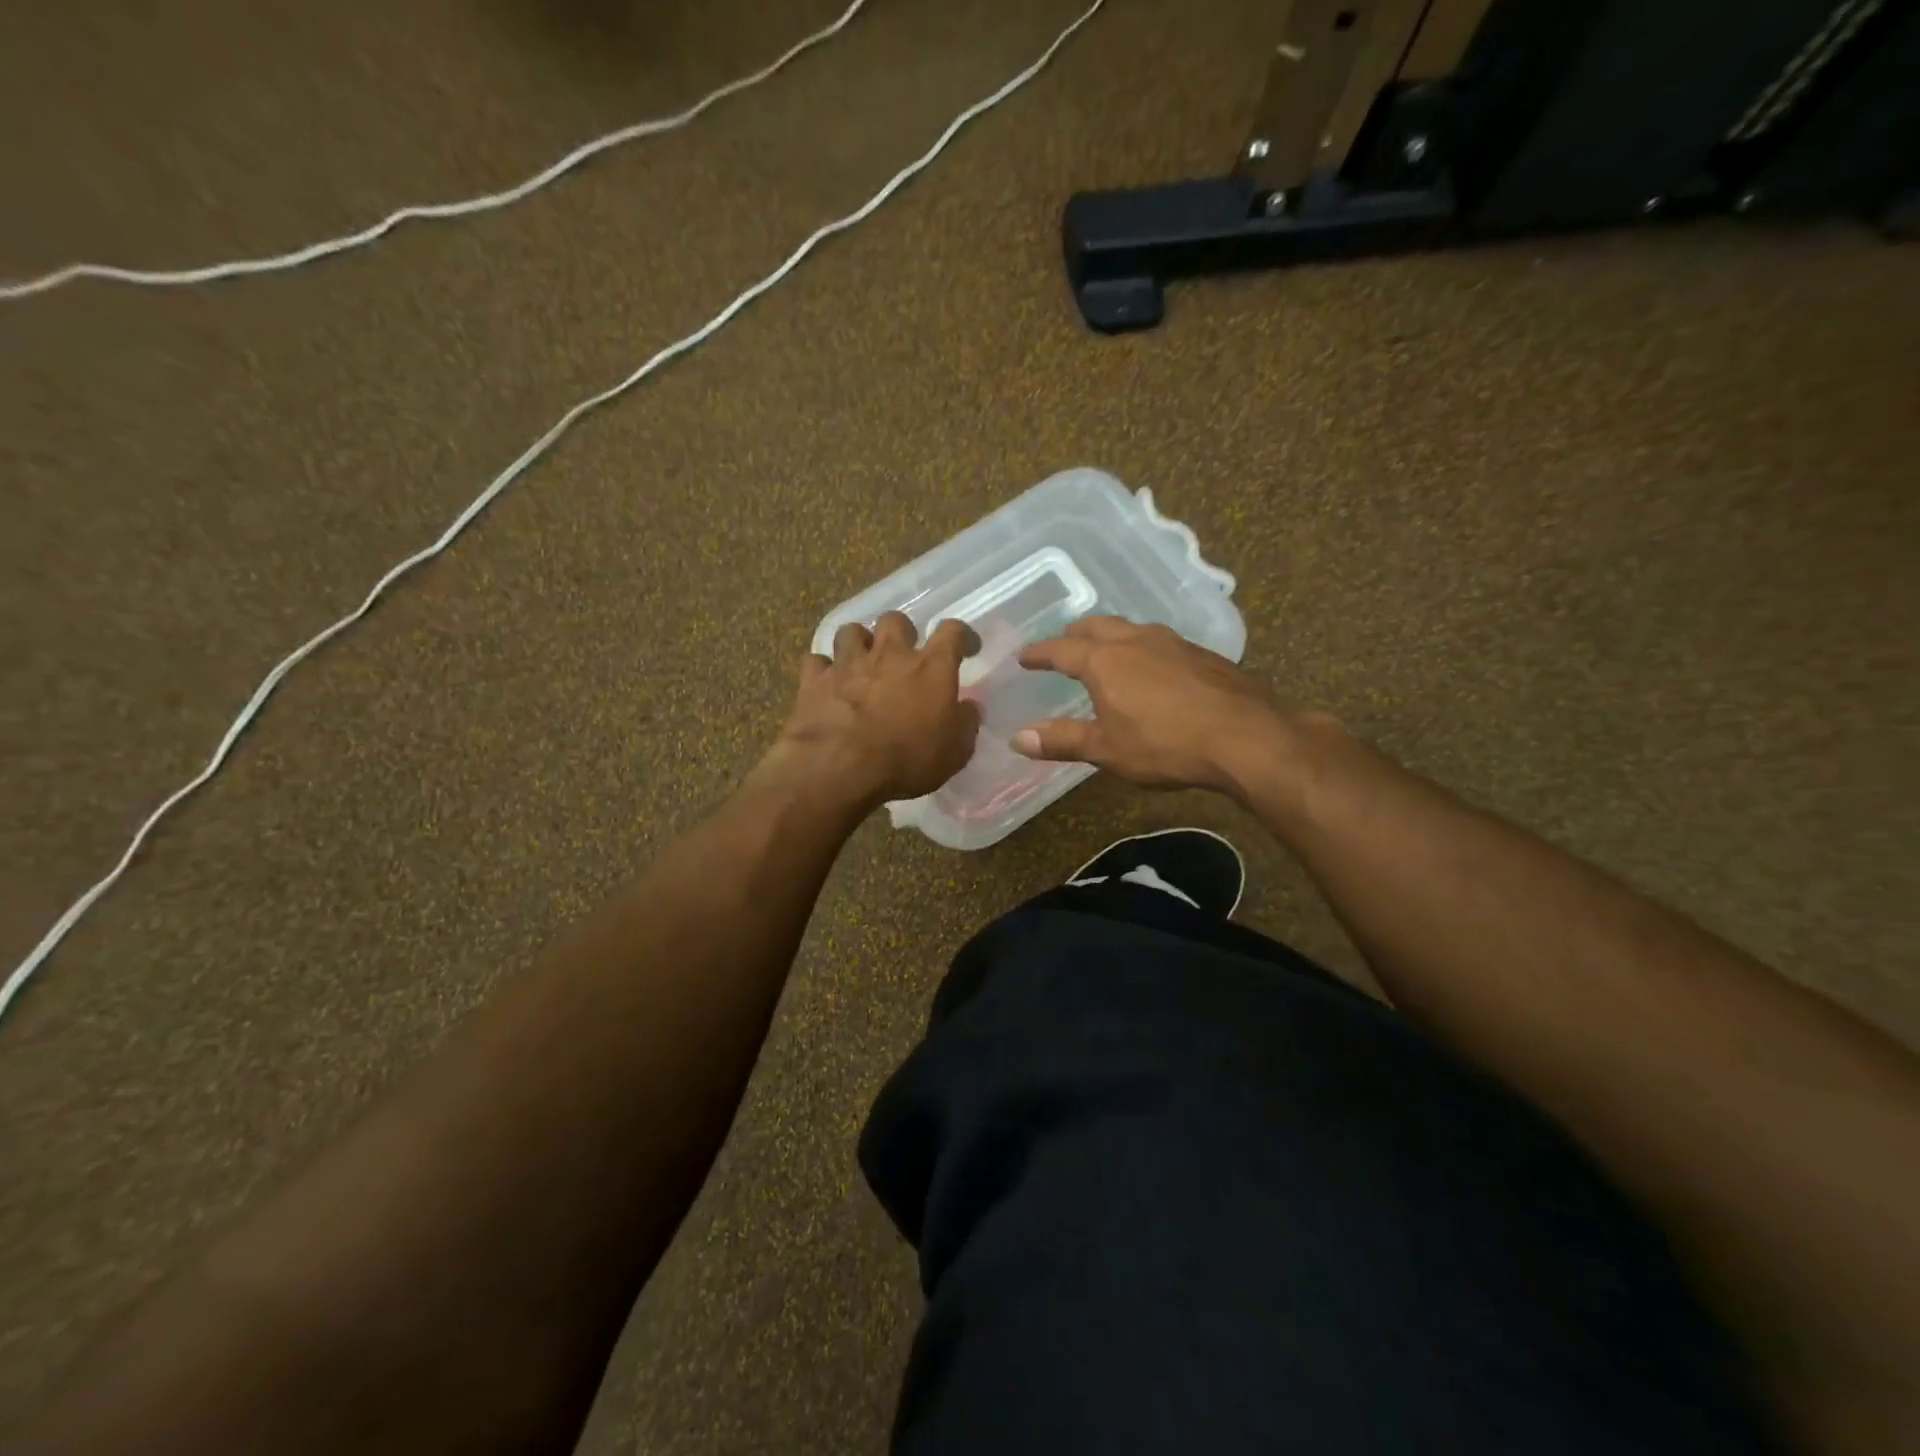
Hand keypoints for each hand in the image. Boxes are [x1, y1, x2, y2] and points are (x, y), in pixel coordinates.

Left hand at [762, 612, 980, 809]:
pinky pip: (816, 661)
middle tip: (902, 653)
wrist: (840, 767)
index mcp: (931, 667)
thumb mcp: (954, 753)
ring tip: (861, 661)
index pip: (952, 632)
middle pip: (895, 620)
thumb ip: (965, 725)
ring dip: (858, 643)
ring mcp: (848, 663)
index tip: (966, 647)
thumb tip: (969, 708)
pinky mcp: (815, 680)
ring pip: (851, 631)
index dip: (962, 635)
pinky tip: (826, 683)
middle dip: (900, 632)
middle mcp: (890, 654)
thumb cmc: (907, 759)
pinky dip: (822, 669)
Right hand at [1011, 617, 1292, 794]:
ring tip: (1106, 651)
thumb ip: (1062, 740)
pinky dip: (1141, 647)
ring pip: (1131, 629)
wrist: (1246, 737)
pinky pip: (1159, 641)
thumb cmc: (1166, 745)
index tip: (1025, 657)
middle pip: (1096, 627)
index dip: (1040, 654)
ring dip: (1111, 636)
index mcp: (1105, 660)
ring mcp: (1173, 642)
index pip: (1061, 650)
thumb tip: (1017, 738)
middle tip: (1063, 645)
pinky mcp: (1202, 654)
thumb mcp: (1107, 749)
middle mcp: (1136, 640)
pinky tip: (1151, 666)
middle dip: (1075, 635)